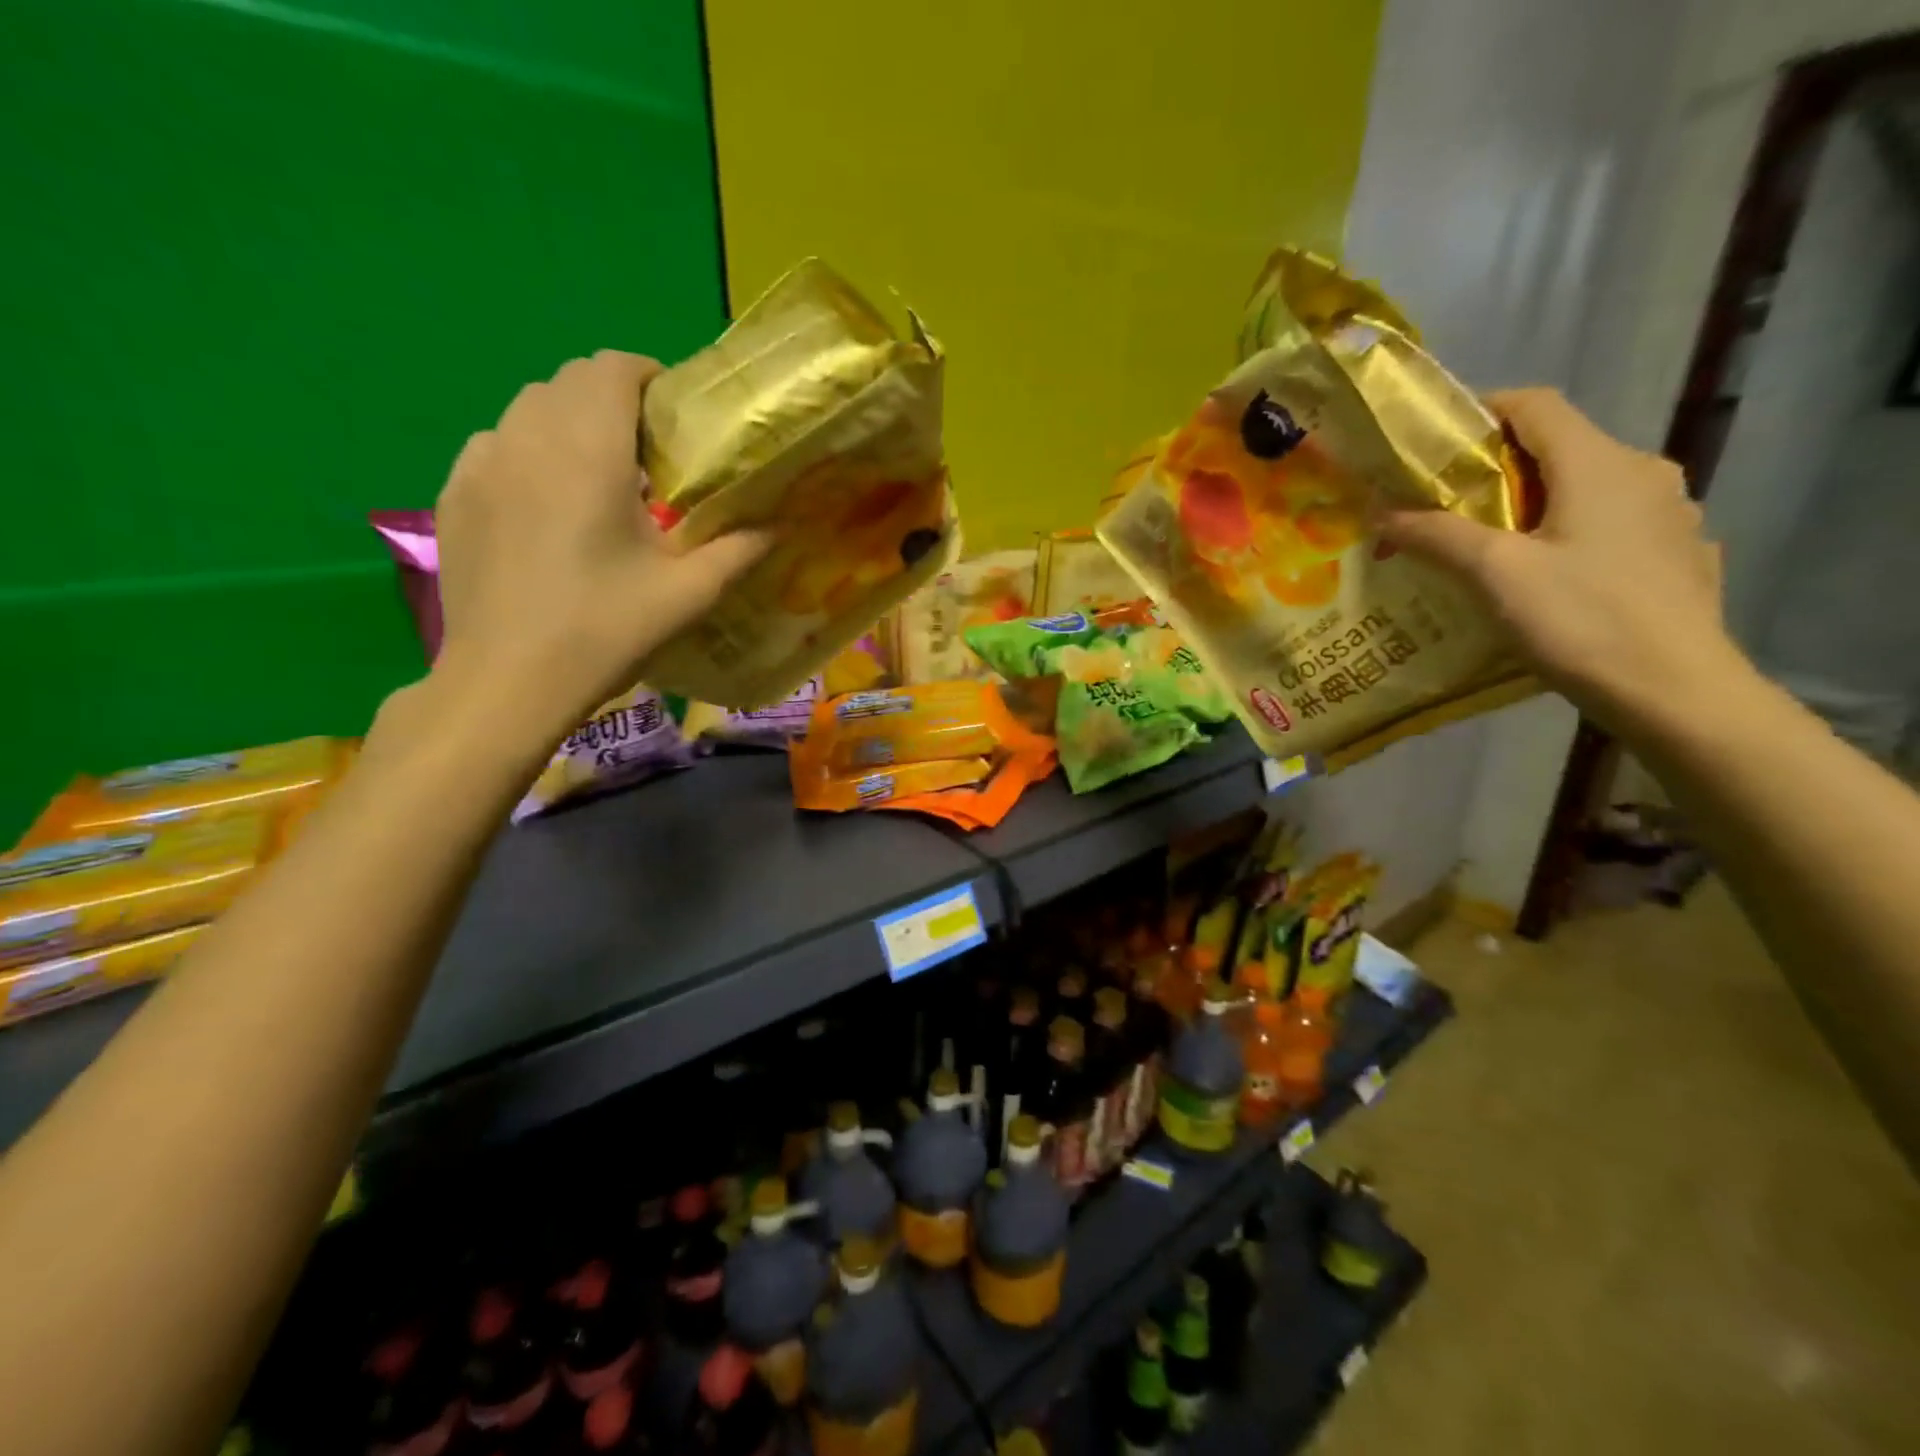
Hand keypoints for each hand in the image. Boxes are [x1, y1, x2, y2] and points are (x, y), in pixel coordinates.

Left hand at [427, 351, 769, 752]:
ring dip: (571, 424)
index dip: (650, 377)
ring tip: (599, 479)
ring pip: (529, 409)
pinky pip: (497, 445)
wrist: (508, 681)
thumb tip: (781, 524)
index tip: (676, 416)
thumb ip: (739, 550)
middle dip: (614, 400)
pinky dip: (530, 453)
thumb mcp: (688, 594)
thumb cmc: (605, 630)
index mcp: (589, 449)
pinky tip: (547, 505)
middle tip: (650, 455)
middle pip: (570, 380)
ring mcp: (481, 462)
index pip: (613, 367)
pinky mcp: (453, 493)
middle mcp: (527, 436)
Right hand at [1378, 387, 1747, 737]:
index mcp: (1600, 463)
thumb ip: (1434, 534)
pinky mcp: (1672, 555)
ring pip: (1582, 489)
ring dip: (1528, 504)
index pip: (1535, 405)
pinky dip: (1564, 534)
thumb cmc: (1582, 620)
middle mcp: (1642, 473)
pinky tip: (1541, 577)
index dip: (1480, 412)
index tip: (1431, 444)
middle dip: (1493, 469)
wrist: (1676, 692)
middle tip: (1441, 505)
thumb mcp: (1493, 574)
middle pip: (1556, 448)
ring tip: (1483, 546)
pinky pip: (1606, 526)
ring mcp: (1666, 515)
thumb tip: (1379, 510)